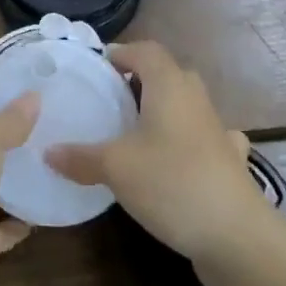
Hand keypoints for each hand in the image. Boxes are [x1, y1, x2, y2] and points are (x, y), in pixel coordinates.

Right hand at [45, 41, 264, 262]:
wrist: (237, 235)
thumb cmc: (172, 183)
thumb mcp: (115, 168)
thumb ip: (80, 157)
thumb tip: (48, 151)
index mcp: (168, 84)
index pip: (144, 50)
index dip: (119, 53)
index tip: (94, 70)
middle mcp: (195, 96)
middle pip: (165, 73)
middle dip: (137, 81)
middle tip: (108, 101)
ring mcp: (217, 127)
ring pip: (185, 103)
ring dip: (162, 109)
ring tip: (135, 131)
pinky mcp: (229, 158)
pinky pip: (204, 136)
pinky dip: (188, 140)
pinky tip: (178, 158)